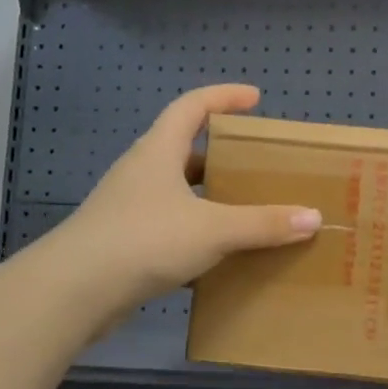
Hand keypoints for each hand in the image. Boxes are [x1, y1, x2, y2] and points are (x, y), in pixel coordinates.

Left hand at [47, 84, 320, 329]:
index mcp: (158, 151)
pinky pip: (169, 227)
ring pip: (176, 192)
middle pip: (183, 148)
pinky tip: (218, 257)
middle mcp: (141, 172)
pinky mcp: (124, 242)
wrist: (74, 292)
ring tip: (244, 209)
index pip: (192, 106)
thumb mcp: (212, 228)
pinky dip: (195, 234)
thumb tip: (313, 217)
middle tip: (255, 162)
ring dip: (207, 196)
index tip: (255, 99)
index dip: (223, 96)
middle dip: (220, 152)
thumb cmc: (144, 240)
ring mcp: (129, 207)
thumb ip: (263, 223)